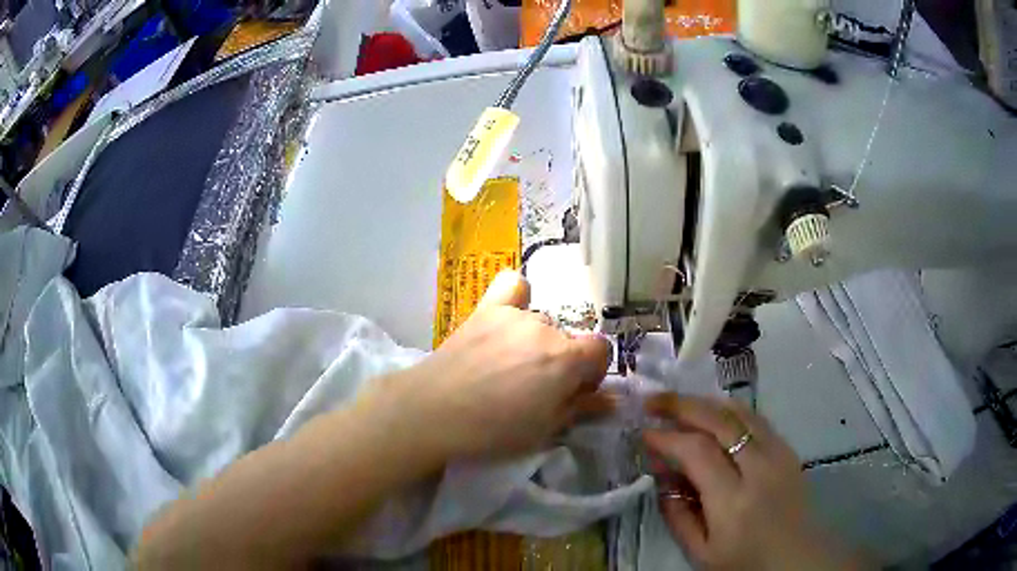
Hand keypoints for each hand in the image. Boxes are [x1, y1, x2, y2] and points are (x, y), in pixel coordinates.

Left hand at [390, 270, 612, 458]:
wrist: (433, 411)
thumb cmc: (493, 430)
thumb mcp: (545, 430)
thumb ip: (581, 408)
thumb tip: (612, 400)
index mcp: (565, 358)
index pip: (600, 349)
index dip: (592, 372)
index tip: (574, 392)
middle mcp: (545, 327)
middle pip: (568, 338)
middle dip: (563, 361)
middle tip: (537, 388)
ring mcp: (514, 315)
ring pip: (542, 322)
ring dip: (537, 342)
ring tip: (509, 365)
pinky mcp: (485, 310)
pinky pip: (513, 288)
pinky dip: (518, 298)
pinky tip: (509, 318)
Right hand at [643, 395, 860, 570]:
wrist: (796, 558)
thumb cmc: (744, 562)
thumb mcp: (700, 551)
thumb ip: (676, 512)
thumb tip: (660, 472)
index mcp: (733, 501)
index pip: (697, 452)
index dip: (667, 437)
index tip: (644, 433)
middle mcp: (759, 468)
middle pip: (720, 420)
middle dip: (682, 405)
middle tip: (653, 401)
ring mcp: (779, 453)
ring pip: (740, 411)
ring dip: (705, 402)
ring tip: (679, 403)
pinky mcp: (788, 449)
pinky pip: (755, 418)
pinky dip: (728, 411)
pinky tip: (712, 415)